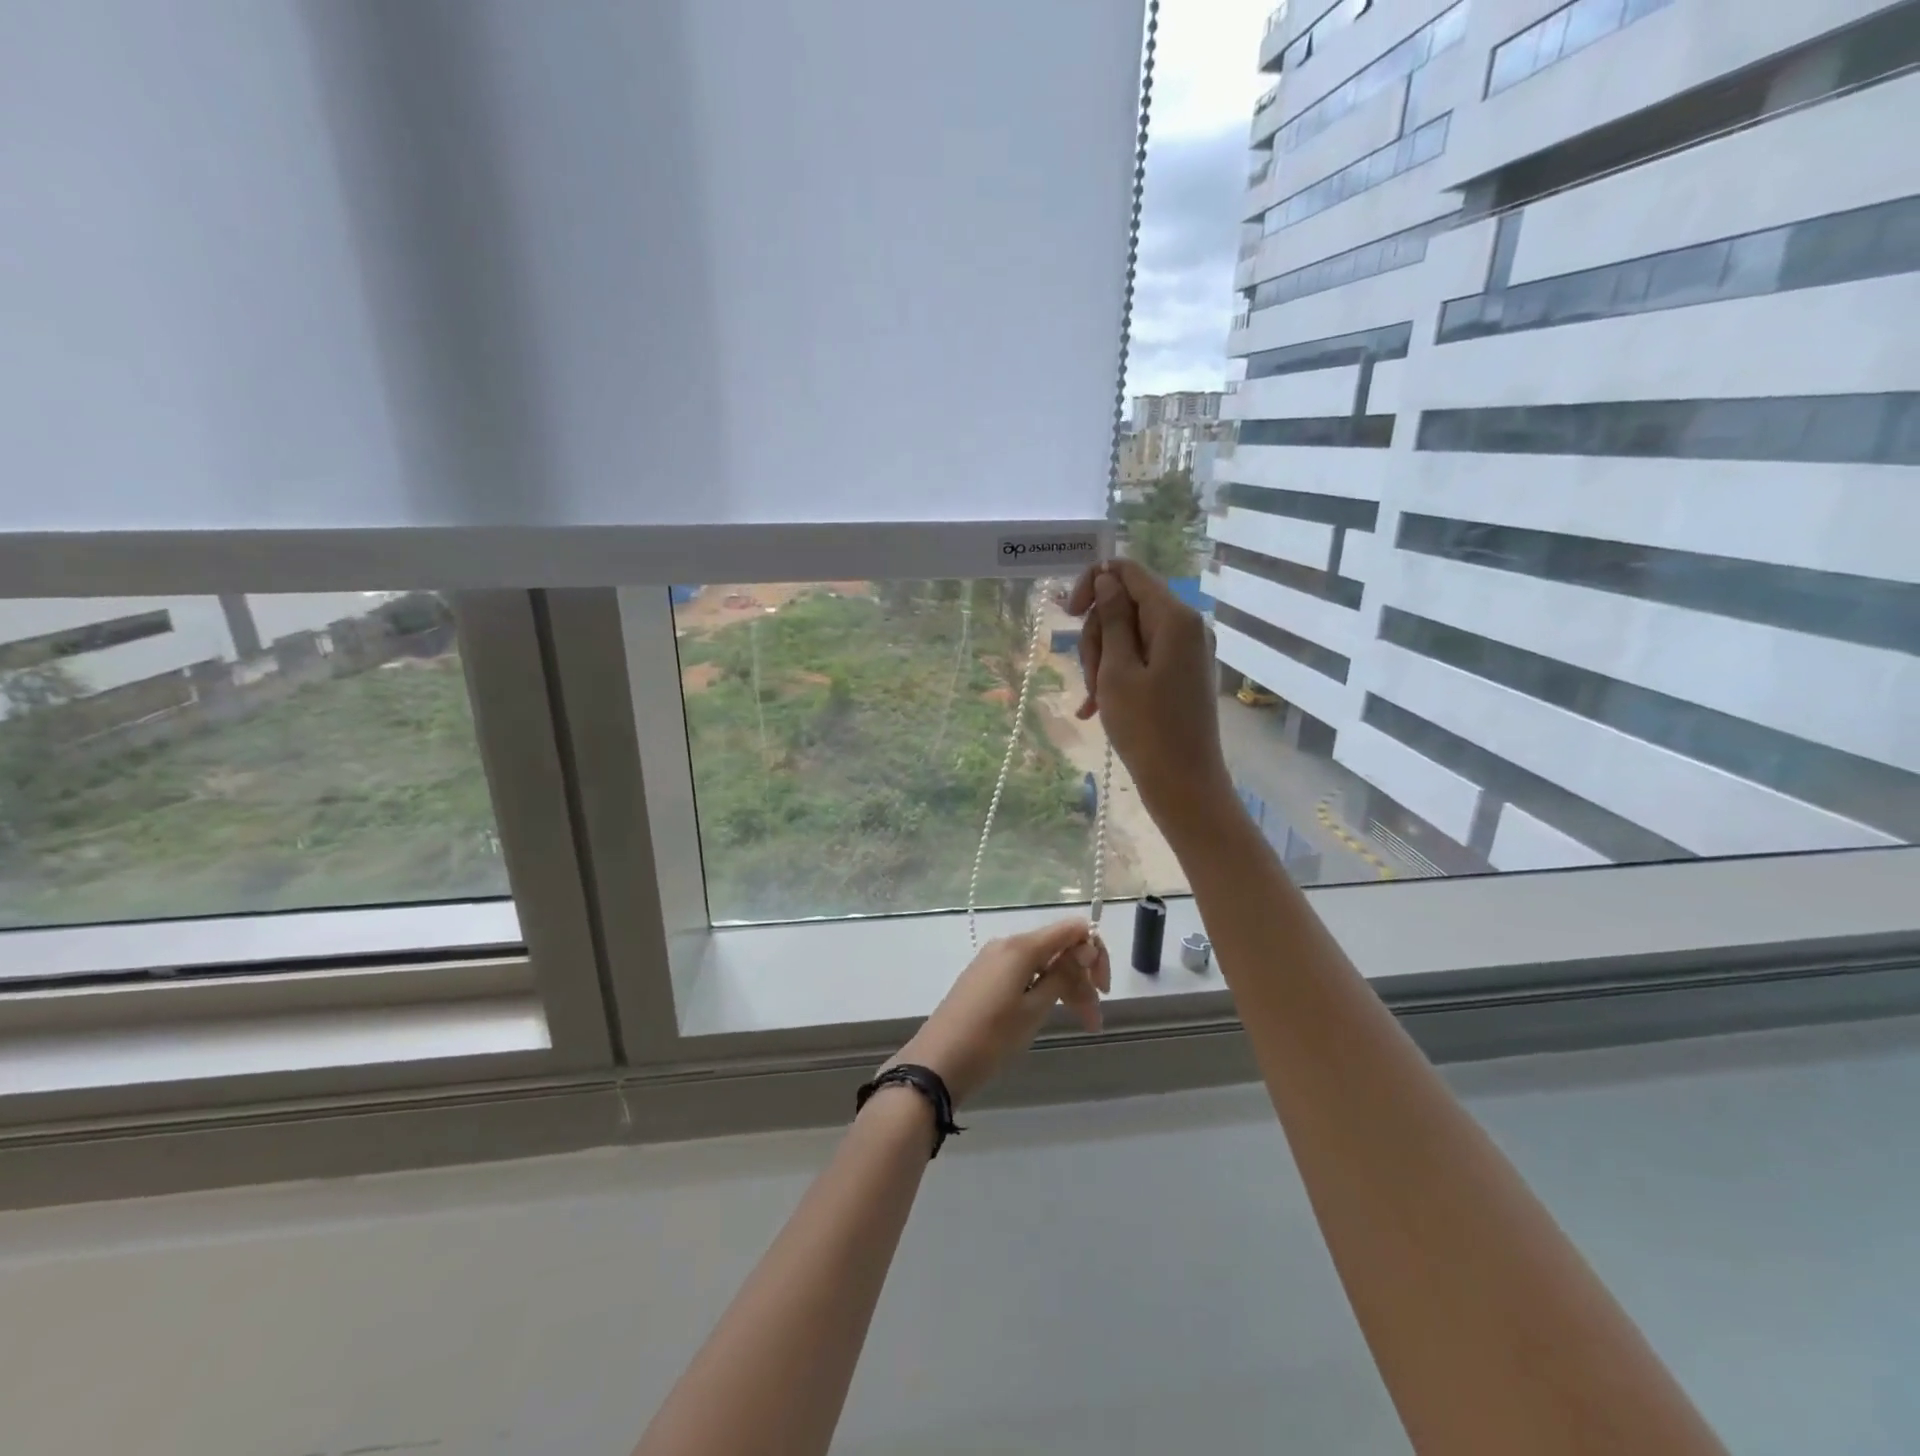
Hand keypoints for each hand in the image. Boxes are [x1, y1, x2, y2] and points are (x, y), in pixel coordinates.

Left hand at [886, 919, 1110, 1104]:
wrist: (938, 1062)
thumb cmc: (991, 1037)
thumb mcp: (1034, 1009)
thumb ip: (1062, 975)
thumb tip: (1084, 946)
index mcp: (1021, 947)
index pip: (1071, 929)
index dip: (1094, 952)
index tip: (1102, 988)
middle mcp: (1008, 945)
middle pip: (1058, 948)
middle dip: (1082, 978)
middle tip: (1095, 1018)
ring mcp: (994, 961)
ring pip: (1043, 964)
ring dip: (1067, 989)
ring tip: (1084, 1024)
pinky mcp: (985, 979)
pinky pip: (1025, 974)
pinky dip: (1045, 991)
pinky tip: (1052, 1013)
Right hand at [1068, 560, 1234, 838]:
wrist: (1183, 784)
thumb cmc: (1146, 728)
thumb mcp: (1117, 670)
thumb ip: (1113, 619)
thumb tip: (1107, 578)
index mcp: (1175, 618)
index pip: (1128, 572)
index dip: (1094, 584)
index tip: (1069, 614)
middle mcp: (1186, 627)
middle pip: (1126, 605)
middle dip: (1099, 635)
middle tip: (1090, 676)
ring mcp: (1186, 652)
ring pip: (1128, 635)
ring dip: (1103, 661)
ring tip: (1095, 699)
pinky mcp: (1181, 674)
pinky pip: (1141, 659)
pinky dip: (1117, 676)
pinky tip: (1095, 707)